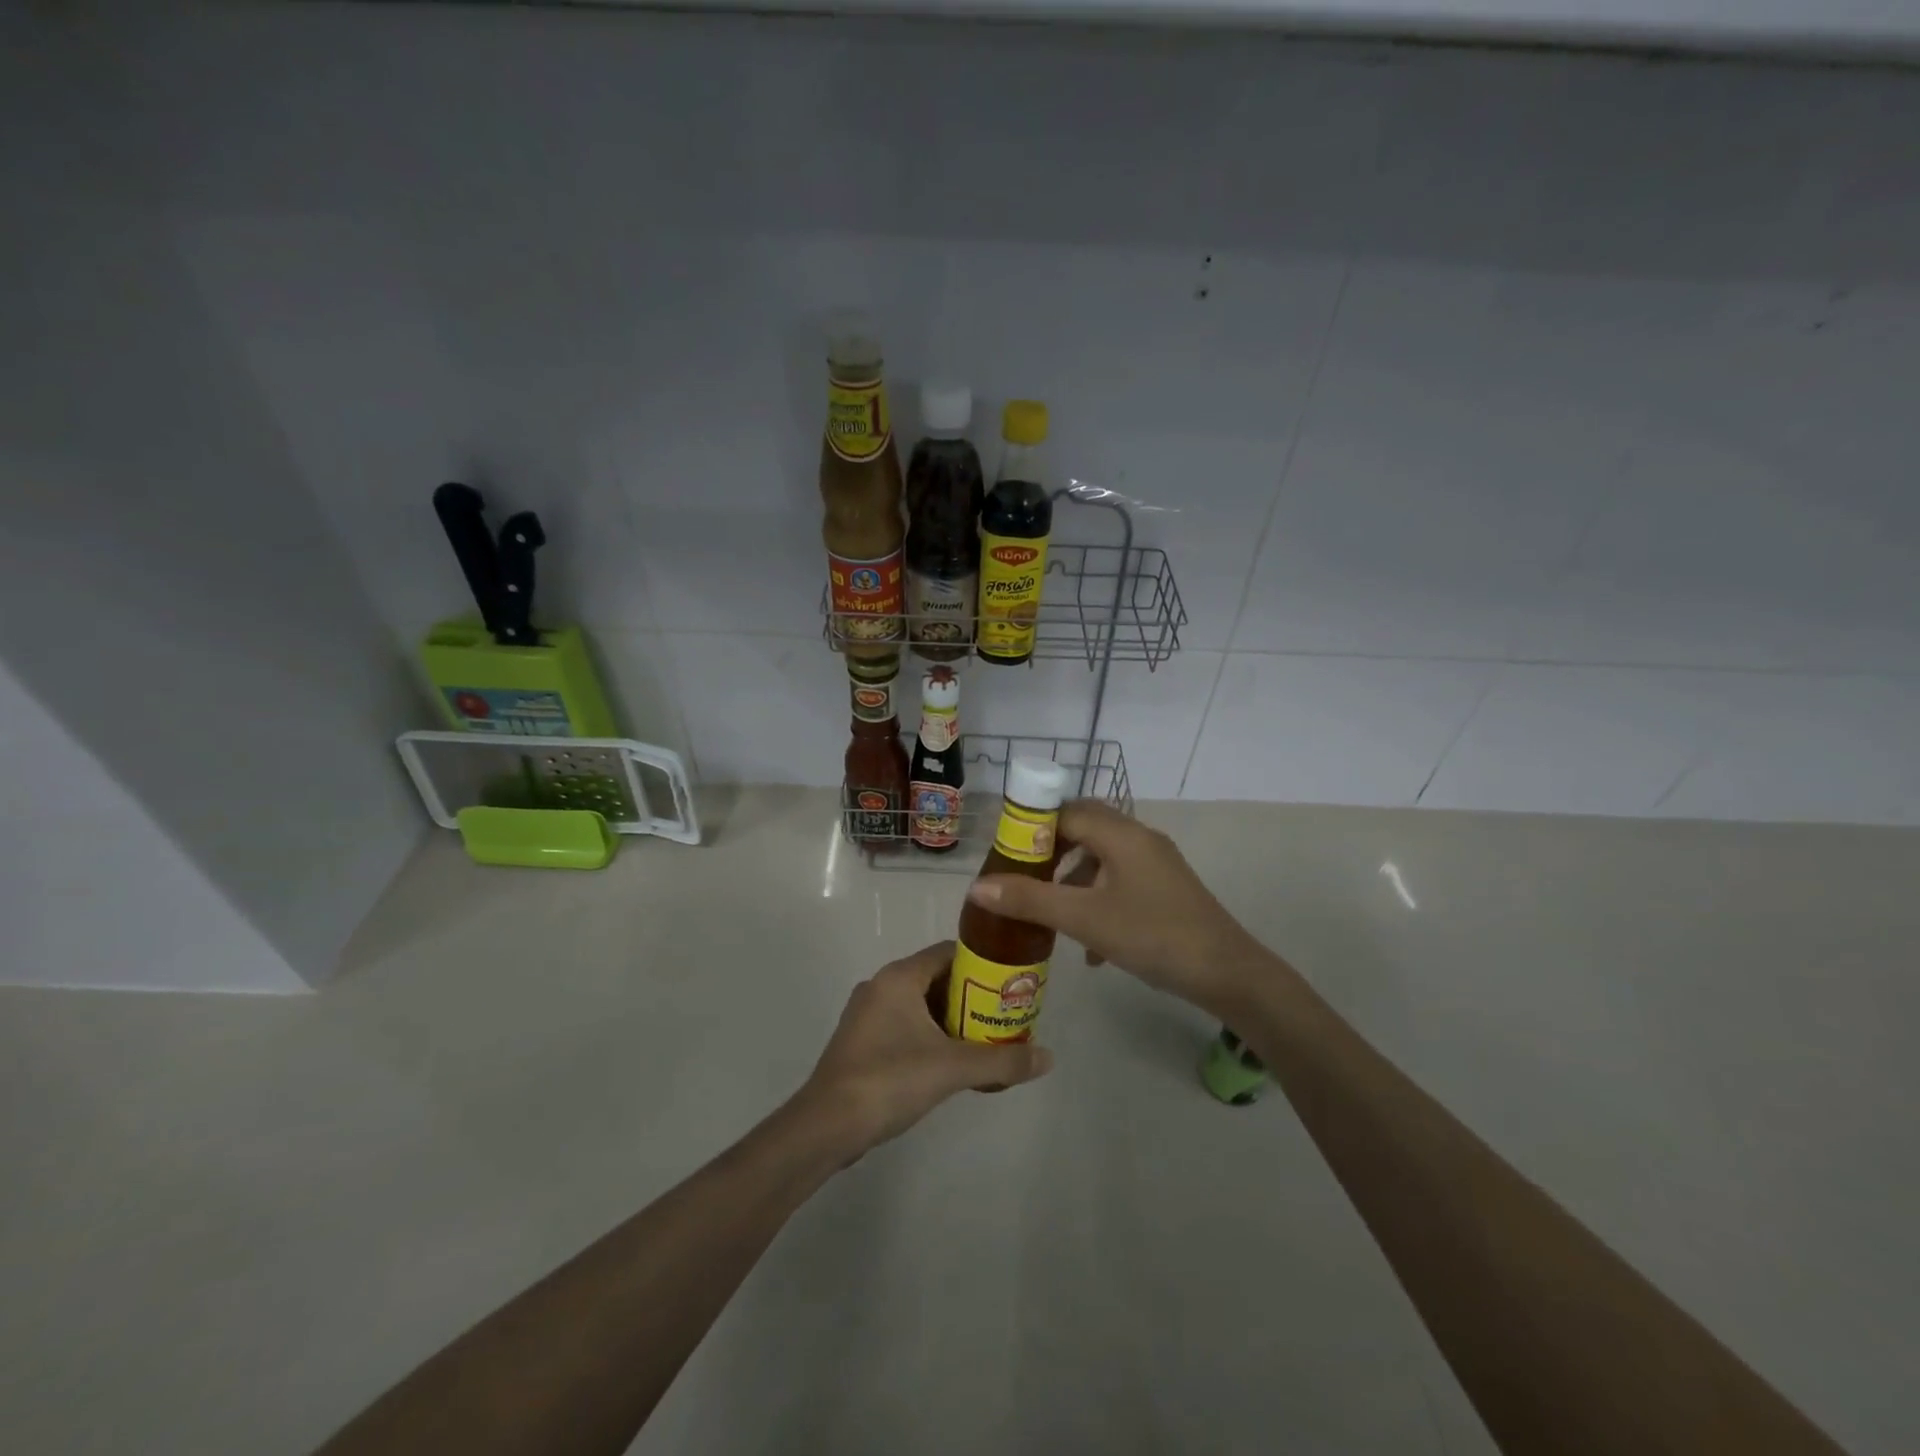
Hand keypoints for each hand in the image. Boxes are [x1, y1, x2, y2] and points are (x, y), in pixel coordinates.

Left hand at [799, 941, 1052, 1158]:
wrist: (827, 1126)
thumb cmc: (890, 1080)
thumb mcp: (953, 1068)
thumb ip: (1002, 1061)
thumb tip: (1048, 1058)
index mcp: (899, 977)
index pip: (948, 952)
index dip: (981, 964)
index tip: (1009, 982)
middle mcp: (880, 985)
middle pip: (936, 978)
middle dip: (970, 995)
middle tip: (1003, 1014)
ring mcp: (866, 1014)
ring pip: (919, 1004)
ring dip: (950, 1018)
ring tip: (984, 1039)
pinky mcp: (861, 1041)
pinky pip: (904, 1025)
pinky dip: (929, 1034)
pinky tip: (949, 1062)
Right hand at [967, 800, 1262, 1016]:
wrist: (1228, 974)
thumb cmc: (1153, 937)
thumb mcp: (1085, 919)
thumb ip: (1031, 900)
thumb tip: (977, 887)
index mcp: (1121, 834)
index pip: (1065, 811)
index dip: (1032, 828)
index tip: (1005, 855)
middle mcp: (1139, 838)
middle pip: (1084, 828)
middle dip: (1050, 852)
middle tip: (1022, 877)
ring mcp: (1156, 863)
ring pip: (1102, 856)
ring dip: (1072, 878)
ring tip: (1049, 911)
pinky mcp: (1165, 888)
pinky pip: (1120, 879)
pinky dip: (1097, 898)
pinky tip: (1089, 945)